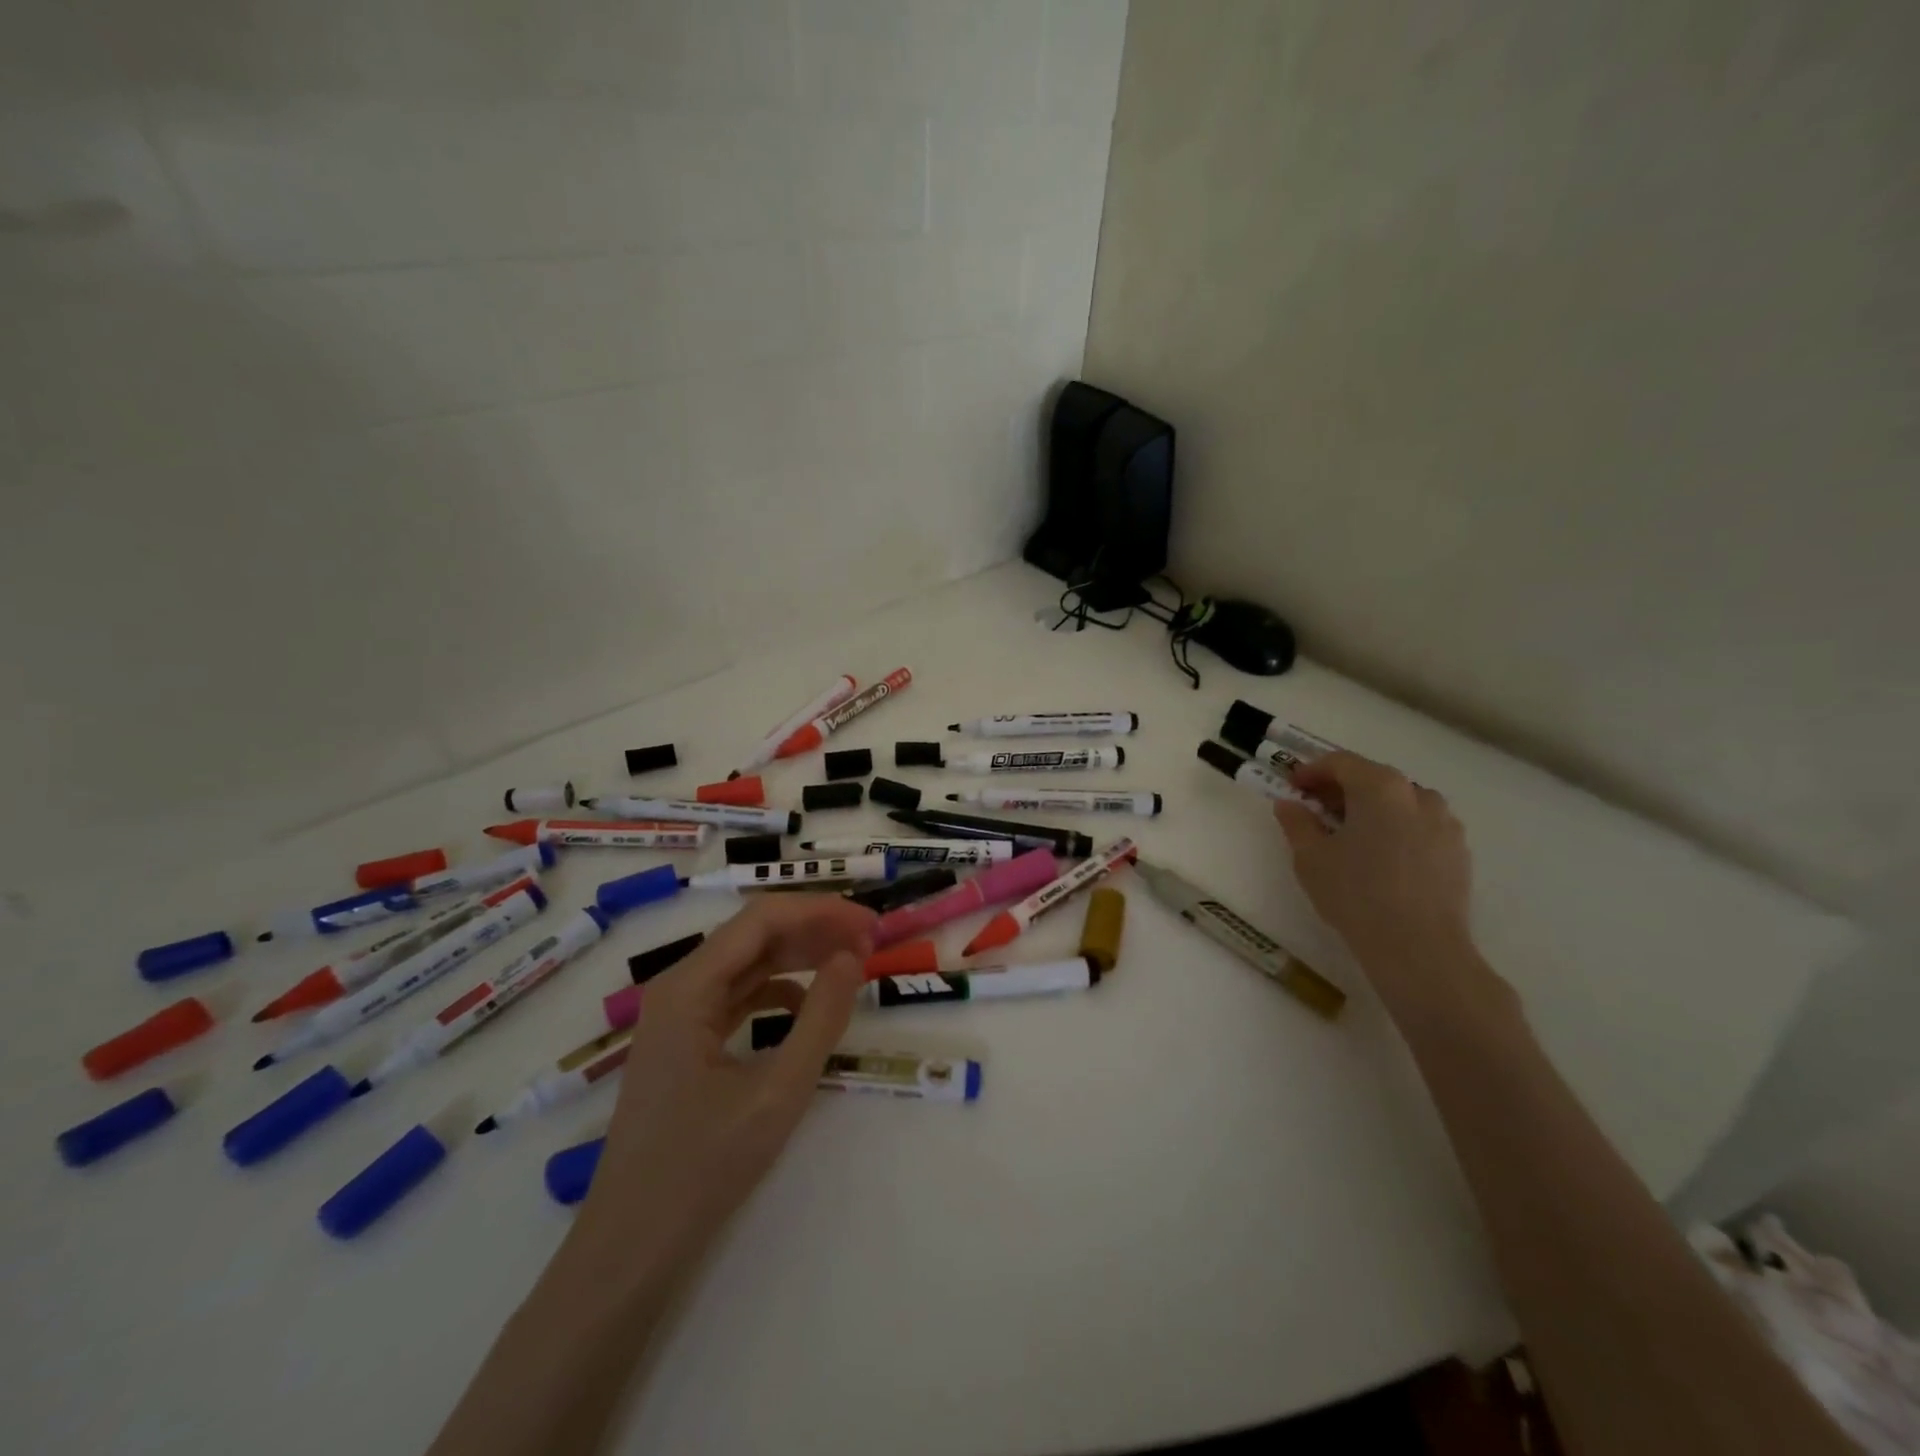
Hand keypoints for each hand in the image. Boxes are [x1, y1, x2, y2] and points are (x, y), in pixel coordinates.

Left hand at [576, 895, 876, 1261]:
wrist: (630, 1248)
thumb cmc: (703, 1169)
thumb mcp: (778, 1092)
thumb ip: (821, 1018)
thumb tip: (852, 956)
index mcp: (688, 987)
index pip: (763, 918)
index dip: (821, 911)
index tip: (871, 925)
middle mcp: (677, 987)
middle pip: (754, 934)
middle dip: (814, 930)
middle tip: (870, 942)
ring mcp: (677, 1015)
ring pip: (747, 962)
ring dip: (799, 956)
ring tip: (849, 963)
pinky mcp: (683, 1041)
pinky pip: (737, 995)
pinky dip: (778, 990)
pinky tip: (807, 1007)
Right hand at [1273, 751, 1503, 1019]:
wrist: (1419, 947)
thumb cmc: (1355, 893)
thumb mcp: (1310, 857)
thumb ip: (1297, 822)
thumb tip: (1290, 804)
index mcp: (1380, 787)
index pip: (1341, 763)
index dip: (1312, 771)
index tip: (1292, 787)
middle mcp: (1417, 795)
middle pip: (1373, 778)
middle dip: (1341, 789)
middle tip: (1315, 809)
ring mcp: (1445, 823)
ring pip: (1401, 802)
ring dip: (1372, 808)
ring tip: (1350, 834)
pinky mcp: (1459, 852)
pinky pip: (1421, 827)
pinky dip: (1397, 829)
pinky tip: (1381, 858)